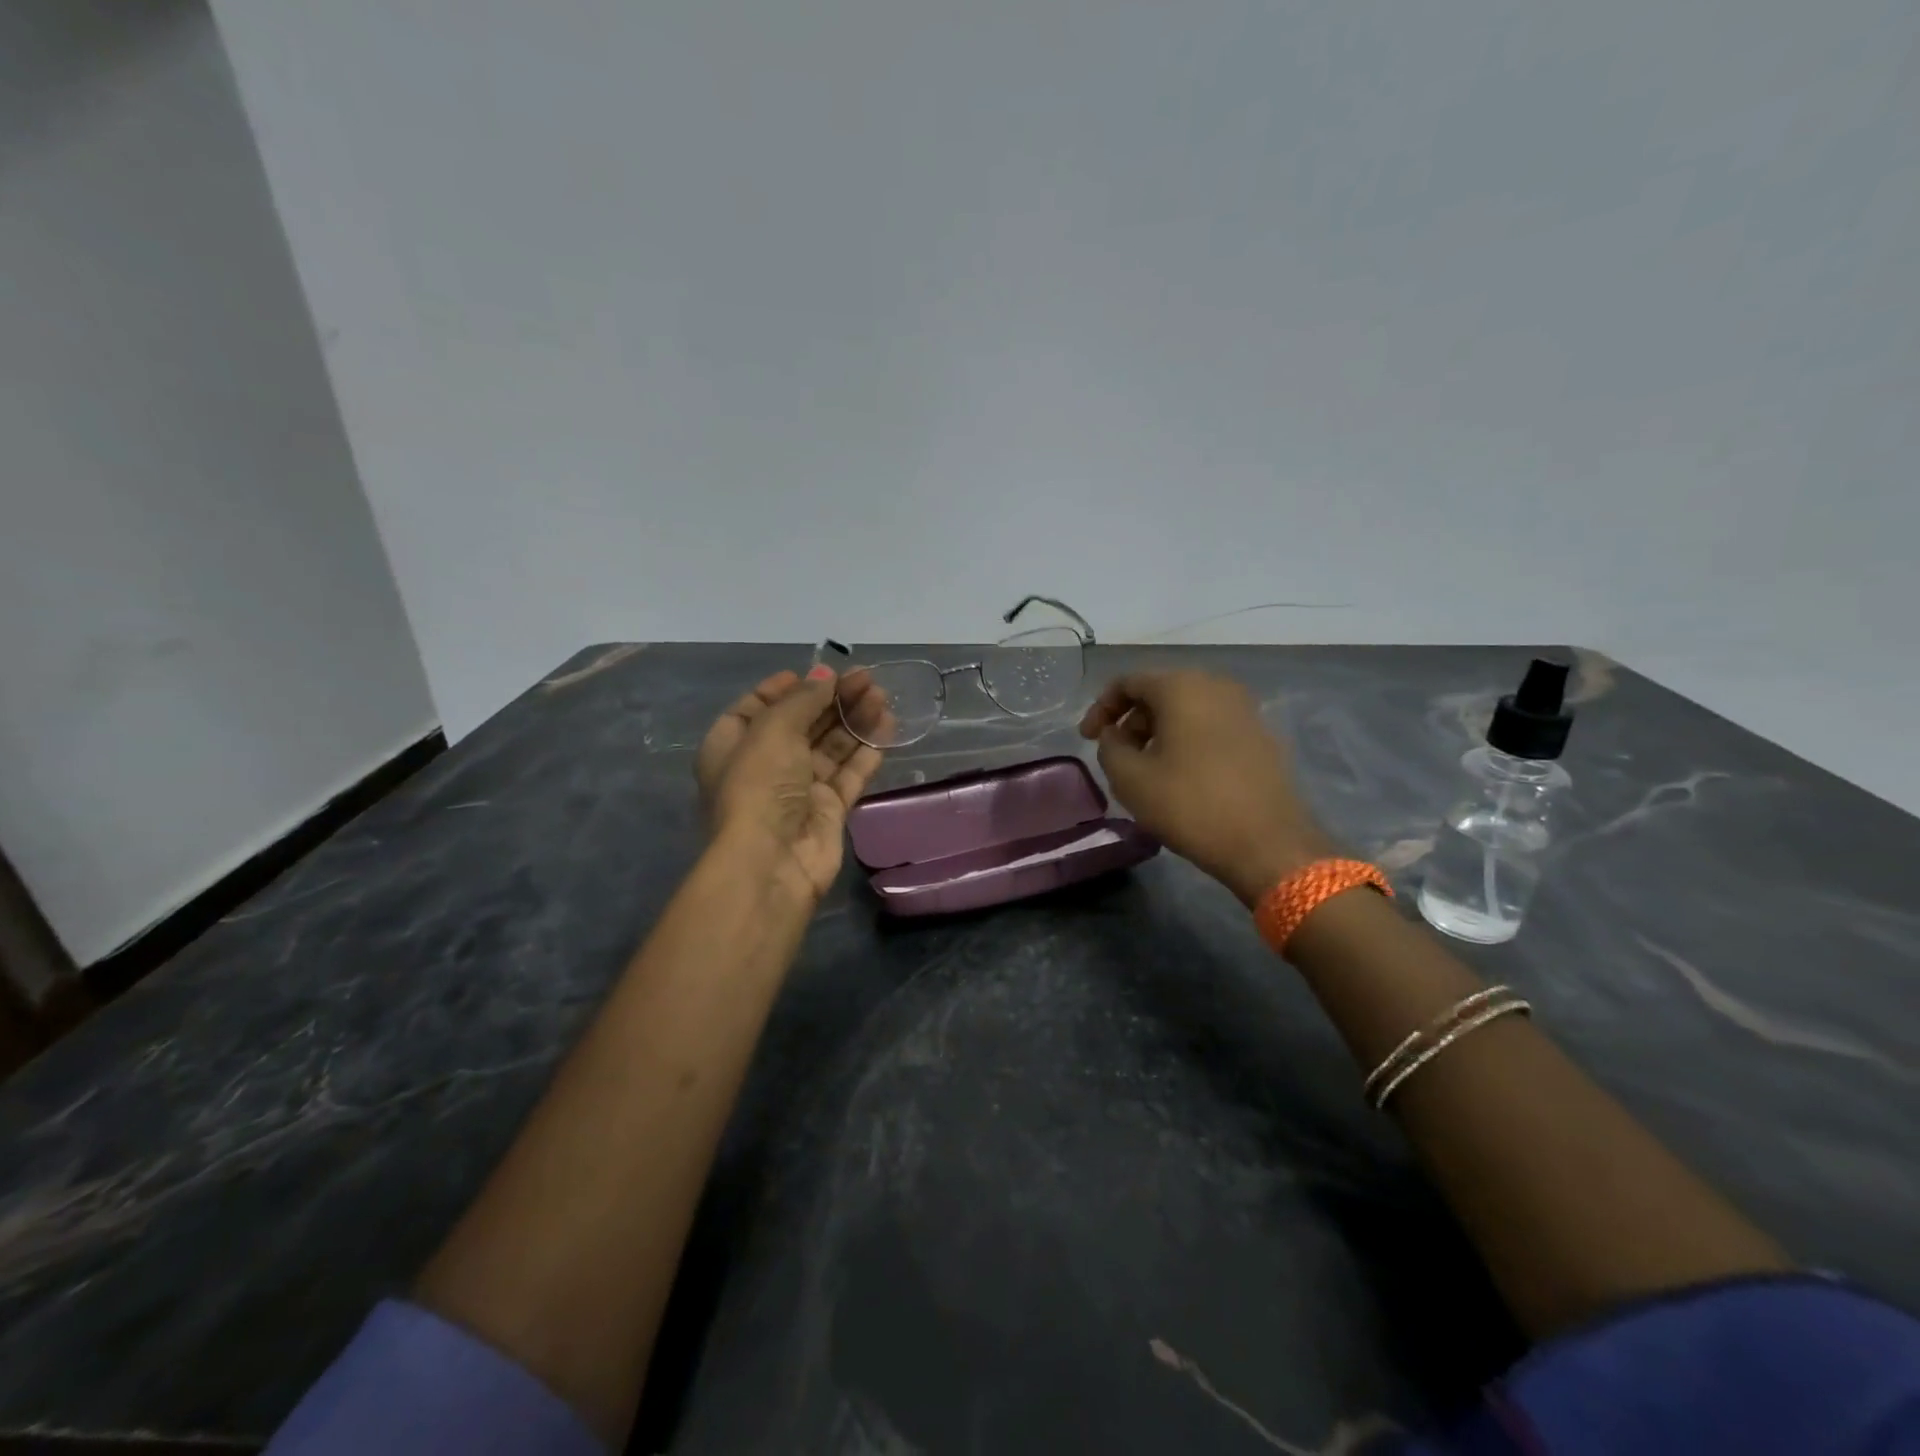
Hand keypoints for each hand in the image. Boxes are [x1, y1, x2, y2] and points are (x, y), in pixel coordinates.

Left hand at [696, 668, 883, 902]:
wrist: (771, 861)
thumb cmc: (759, 785)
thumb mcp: (773, 730)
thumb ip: (803, 700)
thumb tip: (825, 676)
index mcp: (733, 745)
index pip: (756, 708)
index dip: (785, 689)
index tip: (818, 673)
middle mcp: (764, 766)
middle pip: (801, 724)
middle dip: (831, 699)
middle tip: (865, 678)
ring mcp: (798, 790)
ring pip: (830, 747)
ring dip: (853, 720)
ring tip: (880, 696)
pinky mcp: (828, 810)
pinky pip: (849, 773)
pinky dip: (867, 750)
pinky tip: (887, 726)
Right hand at [1079, 670, 1332, 906]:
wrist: (1268, 844)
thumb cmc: (1191, 805)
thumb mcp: (1130, 779)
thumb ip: (1109, 747)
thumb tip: (1115, 735)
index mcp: (1182, 687)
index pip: (1128, 682)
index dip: (1101, 708)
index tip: (1087, 739)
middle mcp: (1216, 686)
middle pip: (1160, 692)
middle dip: (1131, 720)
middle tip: (1116, 755)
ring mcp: (1245, 709)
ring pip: (1187, 709)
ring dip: (1159, 732)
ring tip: (1146, 768)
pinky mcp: (1261, 735)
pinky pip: (1211, 726)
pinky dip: (1187, 740)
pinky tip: (1180, 774)